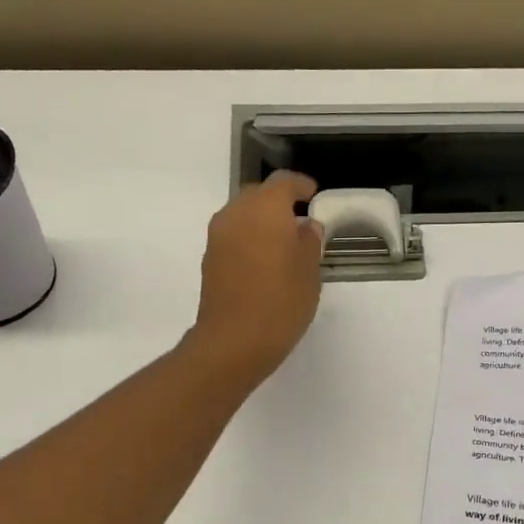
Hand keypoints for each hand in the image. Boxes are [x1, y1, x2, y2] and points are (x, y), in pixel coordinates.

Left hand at [186, 170, 324, 385]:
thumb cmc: (281, 302)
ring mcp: (218, 237)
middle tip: (299, 219)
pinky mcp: (210, 260)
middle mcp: (236, 214)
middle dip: (278, 202)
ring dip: (261, 222)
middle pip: (258, 195)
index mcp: (265, 209)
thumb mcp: (309, 271)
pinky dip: (249, 240)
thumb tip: (306, 226)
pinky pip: (233, 237)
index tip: (314, 194)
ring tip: (283, 243)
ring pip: (242, 216)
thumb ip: (309, 241)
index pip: (283, 182)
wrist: (234, 340)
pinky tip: (265, 262)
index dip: (301, 185)